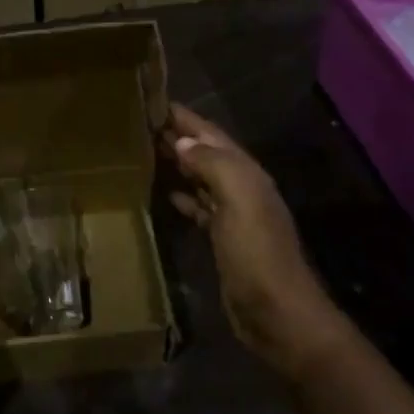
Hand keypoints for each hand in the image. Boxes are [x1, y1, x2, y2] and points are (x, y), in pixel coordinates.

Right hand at [162, 103, 349, 381]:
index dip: (183, 116)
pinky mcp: (222, 239)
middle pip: (204, 152)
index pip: (209, 133)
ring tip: (142, 150)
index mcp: (245, 172)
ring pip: (199, 176)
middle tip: (136, 122)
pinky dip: (182, 195)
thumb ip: (212, 165)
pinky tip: (164, 191)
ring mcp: (232, 214)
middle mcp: (240, 187)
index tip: (149, 99)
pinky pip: (198, 206)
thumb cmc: (257, 253)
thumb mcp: (239, 200)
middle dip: (175, 135)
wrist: (277, 315)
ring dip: (176, 162)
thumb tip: (180, 141)